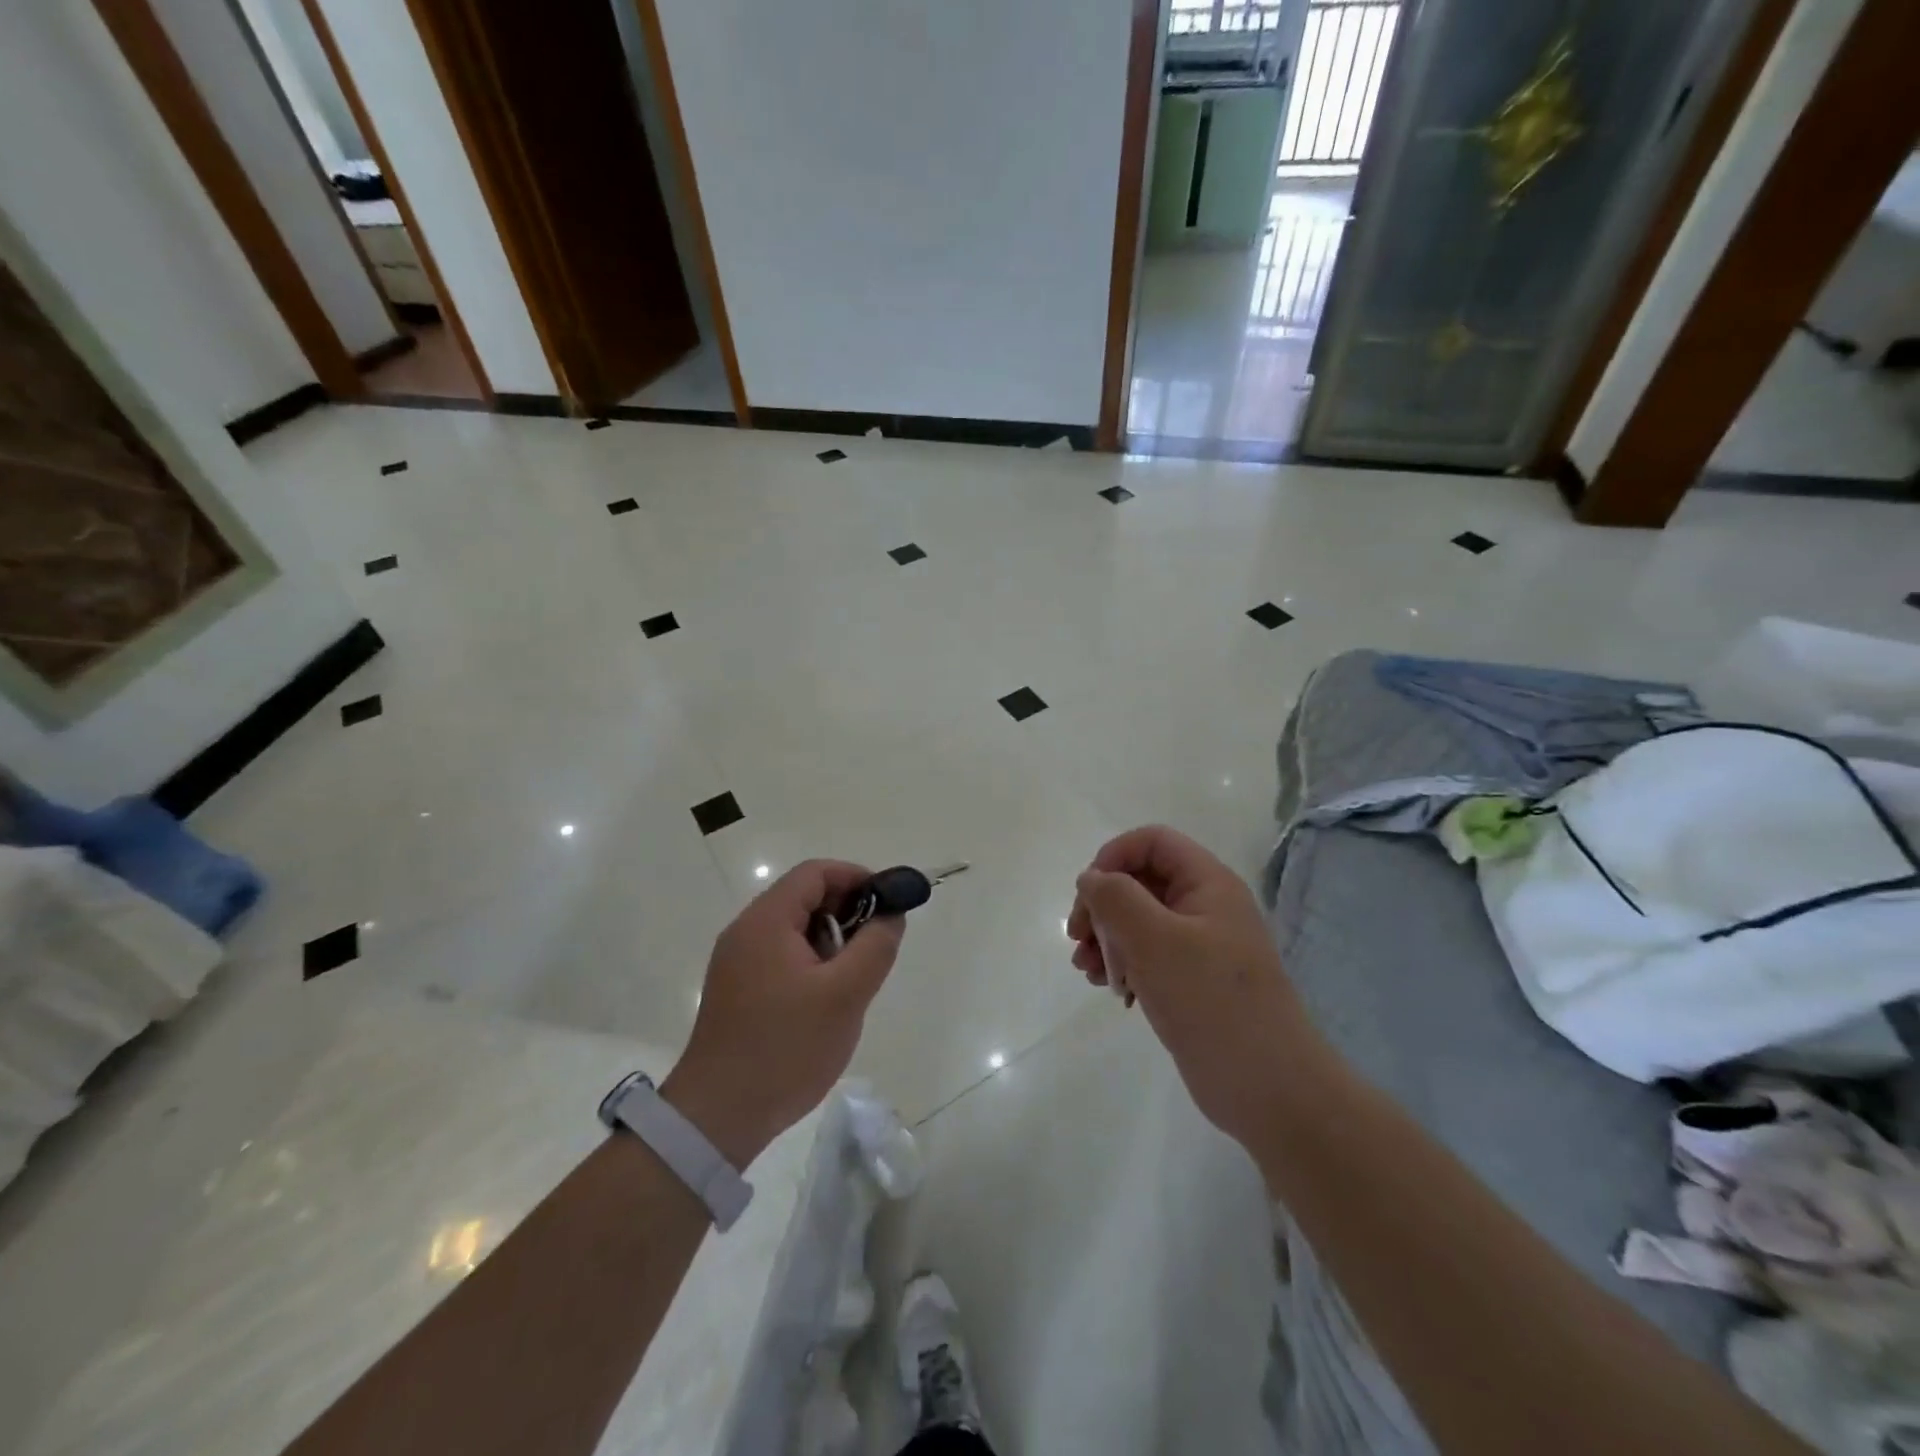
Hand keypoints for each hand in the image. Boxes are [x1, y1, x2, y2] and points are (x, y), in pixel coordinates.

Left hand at [662, 861, 903, 1168]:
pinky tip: (826, 999)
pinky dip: (811, 961)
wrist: (718, 1116)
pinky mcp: (737, 989)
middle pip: (803, 897)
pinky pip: (781, 956)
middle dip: (846, 911)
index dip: (856, 878)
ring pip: (794, 929)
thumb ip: (876, 945)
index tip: (888, 904)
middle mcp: (746, 931)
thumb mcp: (846, 994)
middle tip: (875, 945)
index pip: (815, 872)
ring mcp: (737, 962)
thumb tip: (891, 914)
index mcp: (766, 921)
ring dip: (830, 940)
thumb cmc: (786, 1048)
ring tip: (853, 978)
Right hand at [1067, 826, 1319, 1150]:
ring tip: (1087, 970)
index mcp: (1208, 883)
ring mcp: (1201, 946)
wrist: (1269, 1088)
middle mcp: (1205, 906)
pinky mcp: (1193, 981)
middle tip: (1077, 938)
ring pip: (1140, 920)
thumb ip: (1116, 898)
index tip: (1088, 895)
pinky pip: (1149, 955)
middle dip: (1102, 904)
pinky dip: (1123, 964)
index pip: (1152, 841)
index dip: (1113, 857)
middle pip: (1141, 880)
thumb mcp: (1154, 940)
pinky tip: (1111, 989)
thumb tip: (1091, 878)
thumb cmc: (1210, 1001)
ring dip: (1106, 937)